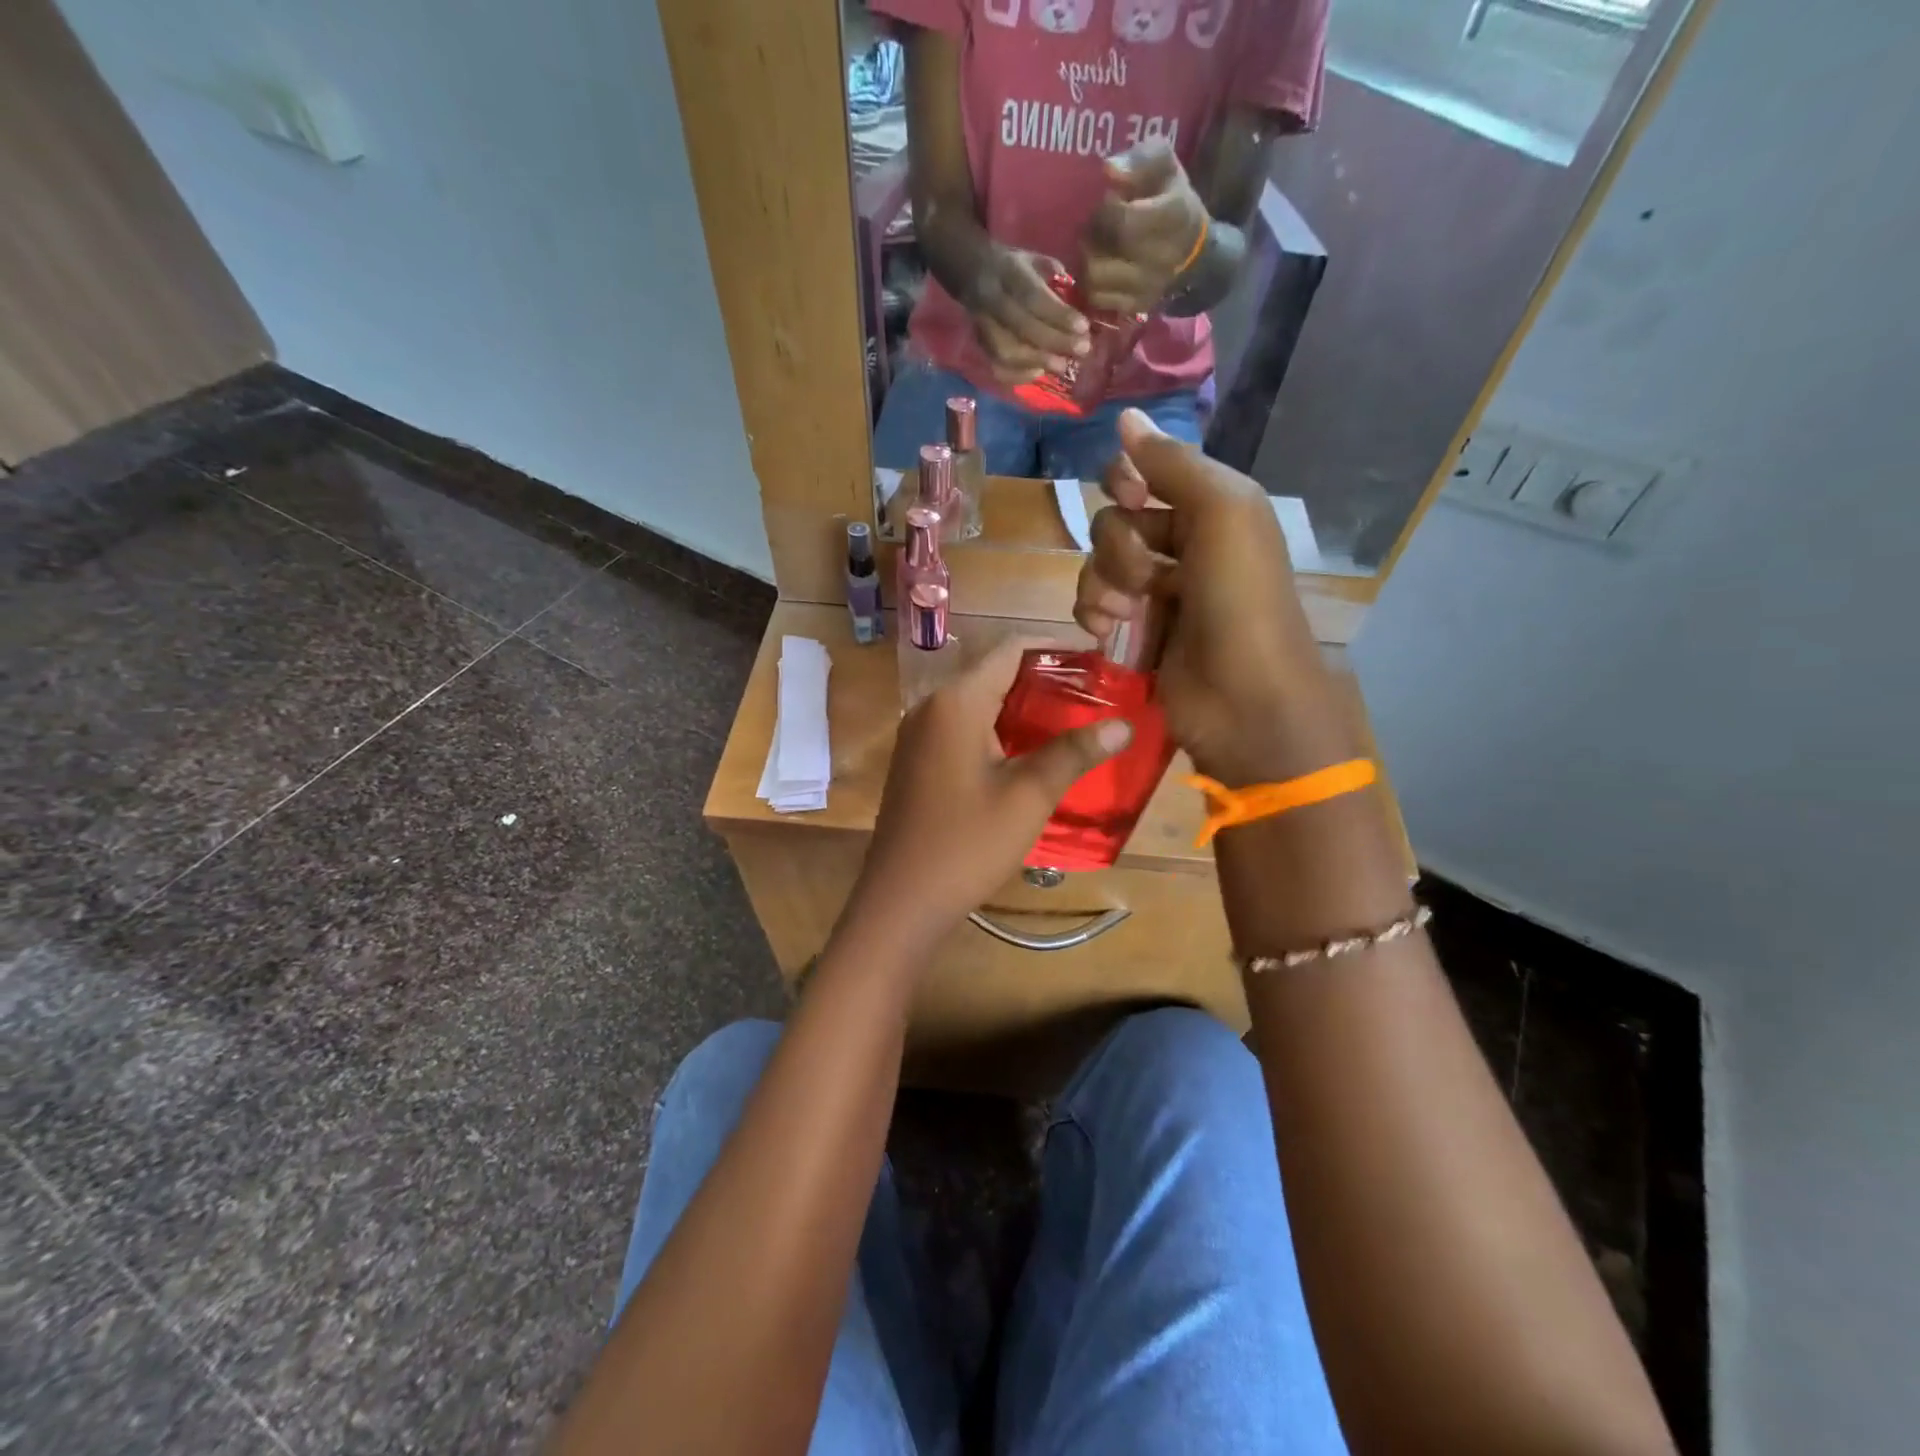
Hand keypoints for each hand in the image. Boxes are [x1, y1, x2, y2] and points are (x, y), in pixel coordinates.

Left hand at [846, 641, 1130, 949]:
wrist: (901, 900)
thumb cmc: (967, 844)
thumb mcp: (1028, 796)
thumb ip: (1073, 752)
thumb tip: (1124, 725)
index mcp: (956, 702)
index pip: (1010, 650)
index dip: (1056, 649)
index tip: (1098, 662)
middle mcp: (931, 706)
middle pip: (993, 673)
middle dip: (1043, 680)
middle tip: (1093, 696)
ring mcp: (919, 735)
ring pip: (978, 702)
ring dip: (1021, 707)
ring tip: (1070, 722)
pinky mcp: (917, 760)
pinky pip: (962, 728)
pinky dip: (997, 729)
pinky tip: (1028, 753)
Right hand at [964, 246, 1091, 384]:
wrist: (970, 272)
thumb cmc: (1013, 268)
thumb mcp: (1035, 259)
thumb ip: (1055, 278)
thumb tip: (1078, 301)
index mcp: (1008, 272)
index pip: (1034, 297)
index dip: (1059, 315)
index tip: (1083, 327)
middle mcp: (992, 299)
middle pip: (1022, 327)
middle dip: (1055, 342)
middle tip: (1081, 350)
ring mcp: (982, 325)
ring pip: (1007, 351)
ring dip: (1037, 362)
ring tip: (1062, 366)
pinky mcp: (979, 345)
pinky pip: (996, 367)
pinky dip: (1018, 375)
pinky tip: (1039, 373)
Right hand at [1075, 410, 1352, 785]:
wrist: (1245, 699)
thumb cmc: (1241, 600)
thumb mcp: (1222, 513)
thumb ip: (1172, 464)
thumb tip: (1124, 418)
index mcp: (1209, 509)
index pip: (1145, 473)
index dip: (1127, 483)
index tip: (1132, 502)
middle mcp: (1181, 544)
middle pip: (1113, 521)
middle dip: (1118, 548)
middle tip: (1145, 579)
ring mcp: (1156, 592)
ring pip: (1097, 565)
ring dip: (1101, 585)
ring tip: (1124, 614)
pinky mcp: (1135, 632)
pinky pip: (1093, 605)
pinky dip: (1093, 614)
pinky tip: (1106, 631)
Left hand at [1082, 138, 1208, 314]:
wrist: (1193, 251)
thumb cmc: (1171, 199)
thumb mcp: (1163, 165)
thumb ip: (1139, 160)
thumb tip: (1108, 170)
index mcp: (1174, 216)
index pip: (1120, 221)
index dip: (1103, 212)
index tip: (1106, 203)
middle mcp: (1162, 258)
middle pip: (1101, 253)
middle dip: (1091, 237)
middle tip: (1096, 227)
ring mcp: (1148, 288)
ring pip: (1094, 280)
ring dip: (1088, 261)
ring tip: (1097, 247)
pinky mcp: (1136, 308)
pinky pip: (1097, 299)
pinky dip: (1093, 284)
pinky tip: (1101, 267)